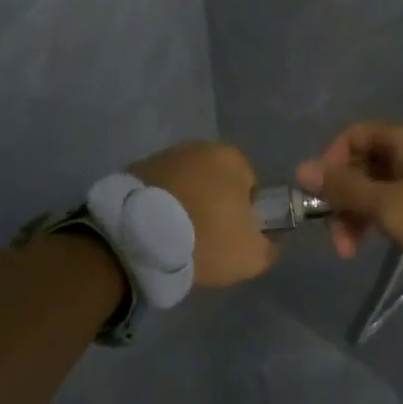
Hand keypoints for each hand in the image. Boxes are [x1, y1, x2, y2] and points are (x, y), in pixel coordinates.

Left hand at [130, 141, 277, 288]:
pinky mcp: (134, 168)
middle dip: (211, 204)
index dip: (242, 214)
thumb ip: (268, 246)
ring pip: (184, 184)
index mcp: (232, 159)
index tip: (230, 236)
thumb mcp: (252, 256)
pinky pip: (157, 190)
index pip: (249, 187)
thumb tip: (266, 242)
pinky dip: (158, 205)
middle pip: (215, 181)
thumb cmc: (206, 239)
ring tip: (174, 236)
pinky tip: (153, 229)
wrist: (140, 237)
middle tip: (203, 238)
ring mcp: (163, 155)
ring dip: (183, 203)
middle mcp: (198, 147)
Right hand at [297, 122, 402, 274]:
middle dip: (343, 199)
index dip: (330, 163)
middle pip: (363, 164)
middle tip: (338, 237)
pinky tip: (378, 240)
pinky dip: (380, 217)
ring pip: (378, 186)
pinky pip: (396, 198)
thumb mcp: (386, 205)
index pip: (352, 137)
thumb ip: (344, 188)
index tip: (321, 196)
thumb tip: (301, 168)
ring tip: (353, 249)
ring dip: (359, 214)